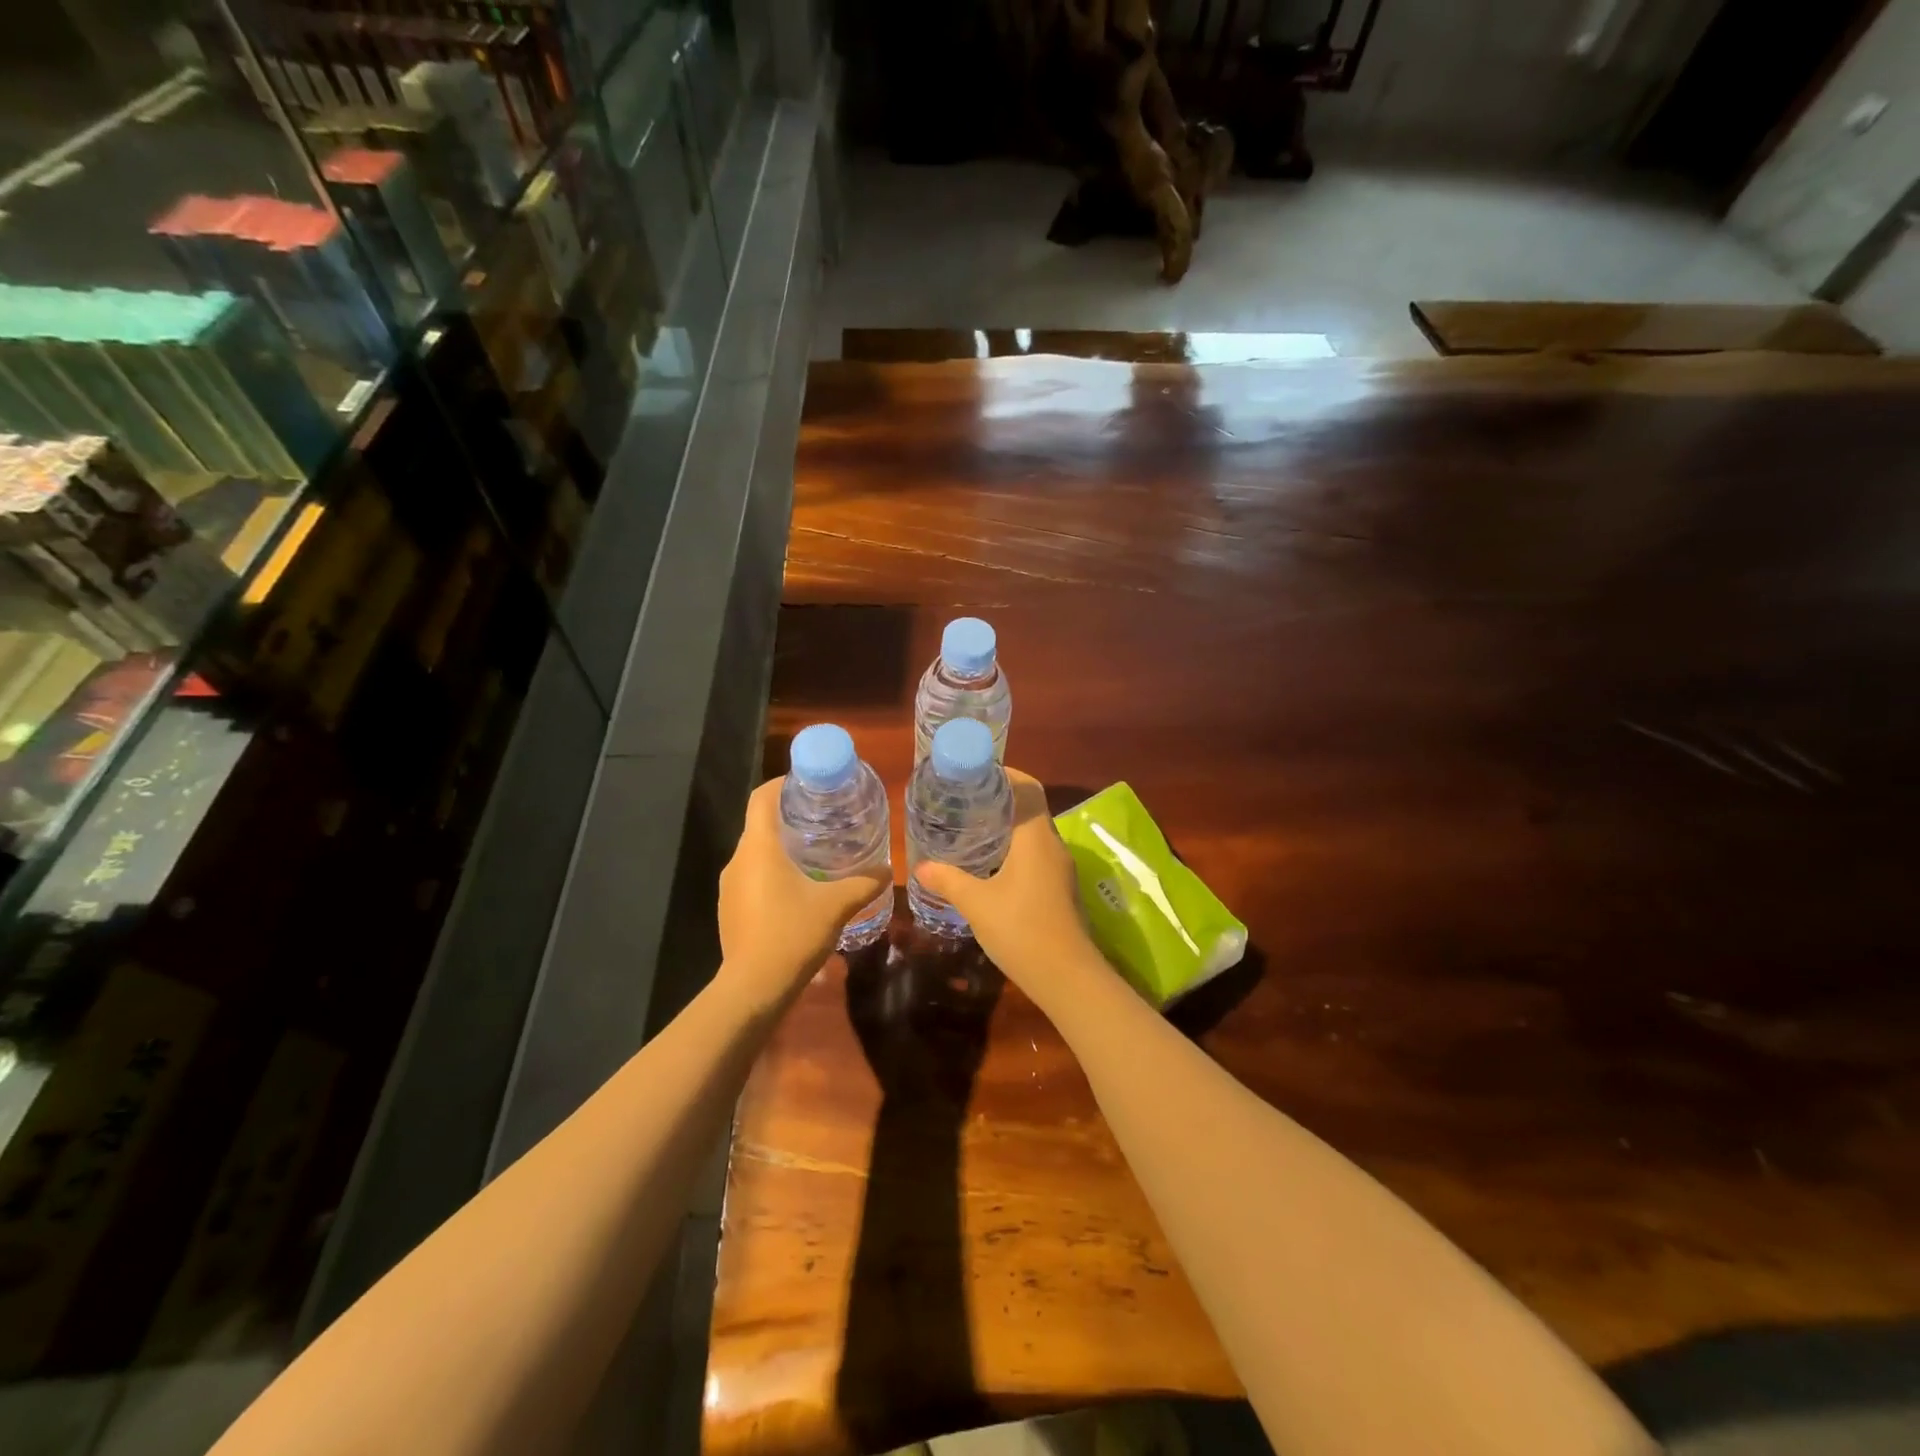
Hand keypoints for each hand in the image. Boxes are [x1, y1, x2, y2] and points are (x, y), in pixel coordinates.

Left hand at [718, 778, 890, 1001]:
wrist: (753, 988)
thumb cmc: (792, 934)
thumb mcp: (836, 905)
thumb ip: (864, 883)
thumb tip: (887, 869)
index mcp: (759, 847)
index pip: (761, 797)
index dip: (783, 784)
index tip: (810, 785)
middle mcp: (738, 860)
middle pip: (760, 823)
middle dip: (790, 817)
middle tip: (825, 819)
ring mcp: (730, 886)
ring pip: (756, 853)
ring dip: (782, 848)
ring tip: (816, 853)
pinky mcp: (730, 908)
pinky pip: (752, 877)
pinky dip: (773, 873)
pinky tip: (799, 890)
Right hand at [913, 768, 1107, 1009]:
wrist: (1068, 977)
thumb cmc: (1021, 930)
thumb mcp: (977, 904)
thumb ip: (949, 881)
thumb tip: (921, 868)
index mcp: (1035, 838)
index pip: (1028, 788)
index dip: (1005, 774)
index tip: (977, 773)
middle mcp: (1053, 845)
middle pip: (1031, 807)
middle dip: (1002, 799)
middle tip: (966, 800)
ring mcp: (1061, 868)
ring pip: (1035, 833)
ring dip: (1009, 825)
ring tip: (974, 828)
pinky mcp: (1061, 888)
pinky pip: (1038, 854)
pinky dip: (1016, 848)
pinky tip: (993, 864)